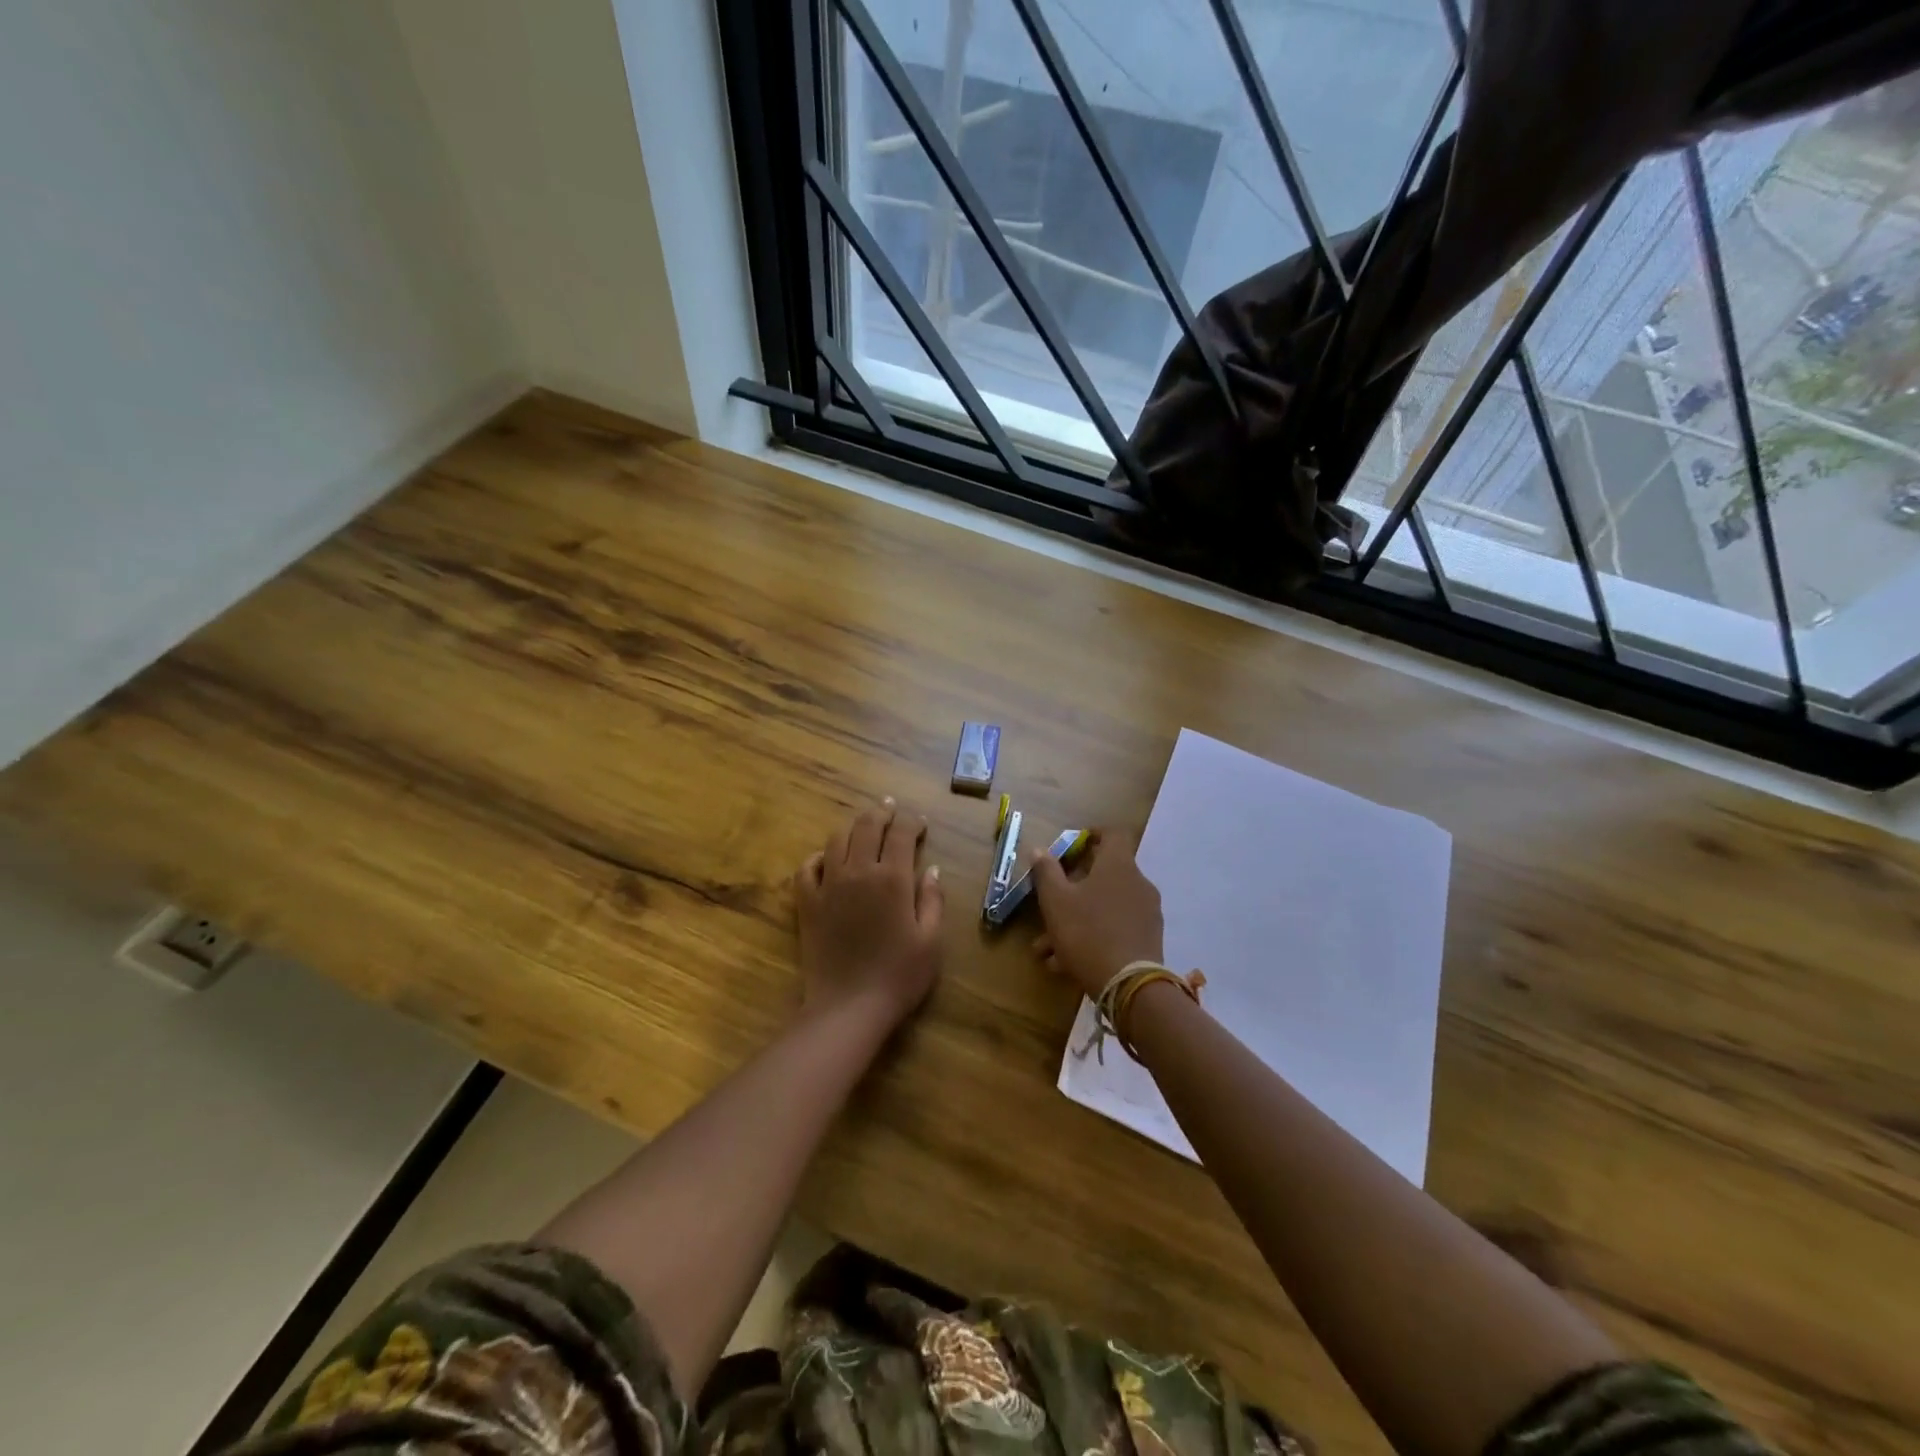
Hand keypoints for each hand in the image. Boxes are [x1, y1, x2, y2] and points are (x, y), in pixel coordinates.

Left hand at [794, 797, 944, 1026]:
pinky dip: (818, 857)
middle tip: (891, 809)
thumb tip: (931, 869)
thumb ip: (932, 900)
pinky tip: (827, 859)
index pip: (902, 834)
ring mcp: (828, 885)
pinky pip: (806, 868)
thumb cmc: (899, 976)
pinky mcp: (807, 903)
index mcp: (893, 878)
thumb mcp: (931, 940)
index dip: (912, 822)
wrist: (848, 1007)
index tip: (920, 822)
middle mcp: (859, 871)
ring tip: (863, 827)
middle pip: (868, 827)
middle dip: (882, 813)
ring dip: (852, 828)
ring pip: (837, 840)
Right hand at [1029, 829, 1163, 998]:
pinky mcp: (1148, 939)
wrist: (1129, 986)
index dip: (1092, 834)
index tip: (1071, 846)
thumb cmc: (1087, 932)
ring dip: (1076, 920)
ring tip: (1047, 948)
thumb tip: (1039, 849)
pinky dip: (1091, 937)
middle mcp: (1138, 883)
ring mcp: (1146, 912)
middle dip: (1072, 889)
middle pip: (1104, 874)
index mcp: (1118, 865)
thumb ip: (1046, 872)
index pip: (1113, 833)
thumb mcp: (1056, 901)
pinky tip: (1065, 963)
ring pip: (1104, 907)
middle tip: (1049, 903)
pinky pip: (1114, 929)